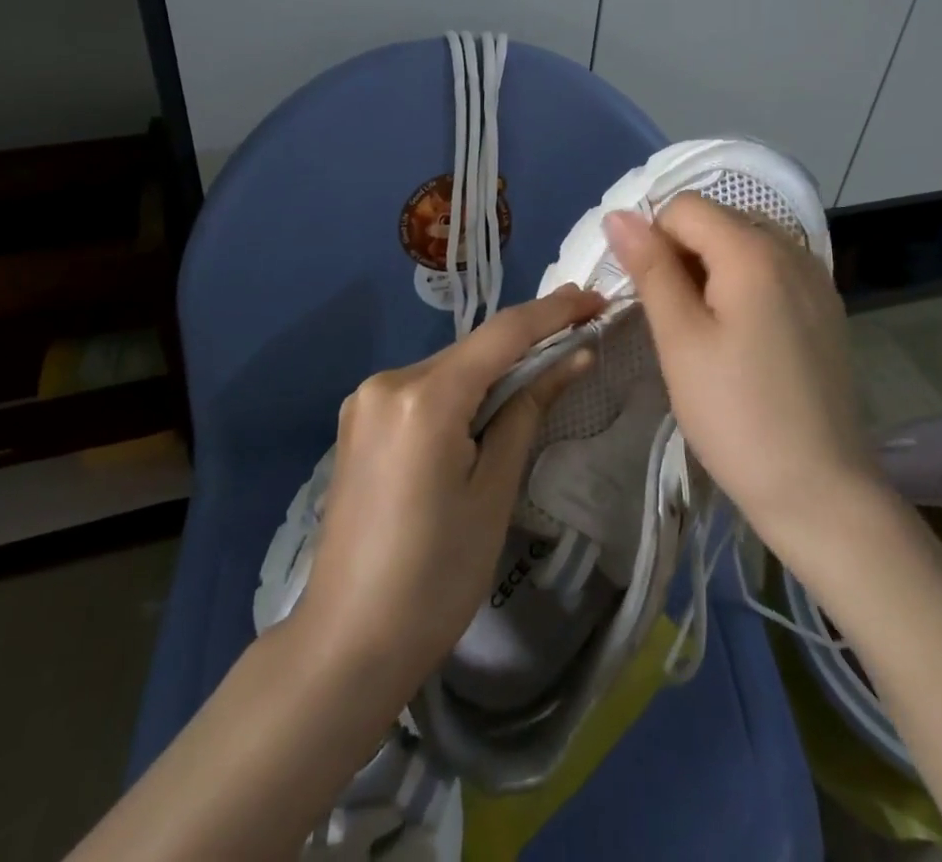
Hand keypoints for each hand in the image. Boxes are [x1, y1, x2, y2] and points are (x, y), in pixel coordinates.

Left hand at [294, 284, 605, 693]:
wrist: (347, 644)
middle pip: (473, 349)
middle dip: (526, 343)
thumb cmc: (436, 577)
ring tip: (543, 373)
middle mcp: (388, 381)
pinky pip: (424, 391)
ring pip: (449, 369)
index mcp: (424, 397)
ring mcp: (365, 400)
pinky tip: (486, 410)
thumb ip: (528, 409)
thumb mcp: (494, 491)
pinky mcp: (358, 422)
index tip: (594, 298)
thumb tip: (574, 356)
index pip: (502, 334)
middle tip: (580, 334)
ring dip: (493, 369)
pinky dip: (461, 392)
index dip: (553, 312)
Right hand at [603, 194, 874, 547]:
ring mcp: (816, 278)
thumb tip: (618, 216)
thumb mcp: (680, 340)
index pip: (685, 207)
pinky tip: (742, 340)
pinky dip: (744, 286)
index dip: (654, 241)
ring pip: (744, 245)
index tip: (651, 297)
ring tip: (706, 333)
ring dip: (712, 271)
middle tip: (676, 322)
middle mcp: (792, 249)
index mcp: (754, 251)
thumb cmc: (736, 415)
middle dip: (684, 254)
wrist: (821, 491)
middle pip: (718, 220)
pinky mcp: (826, 308)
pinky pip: (772, 271)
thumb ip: (651, 269)